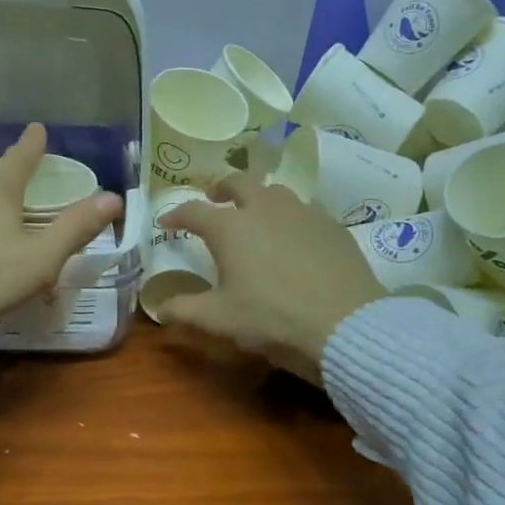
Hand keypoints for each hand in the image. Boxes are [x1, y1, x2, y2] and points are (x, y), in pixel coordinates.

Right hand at [153, 174, 385, 382]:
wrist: (344, 322)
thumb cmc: (272, 318)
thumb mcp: (220, 319)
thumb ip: (185, 310)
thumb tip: (160, 309)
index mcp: (230, 228)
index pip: (194, 211)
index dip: (176, 215)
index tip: (167, 223)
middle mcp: (264, 208)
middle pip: (238, 182)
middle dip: (222, 188)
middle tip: (216, 200)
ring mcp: (302, 212)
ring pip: (275, 191)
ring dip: (259, 198)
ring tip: (256, 215)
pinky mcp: (332, 224)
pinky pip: (305, 209)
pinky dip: (290, 216)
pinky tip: (295, 235)